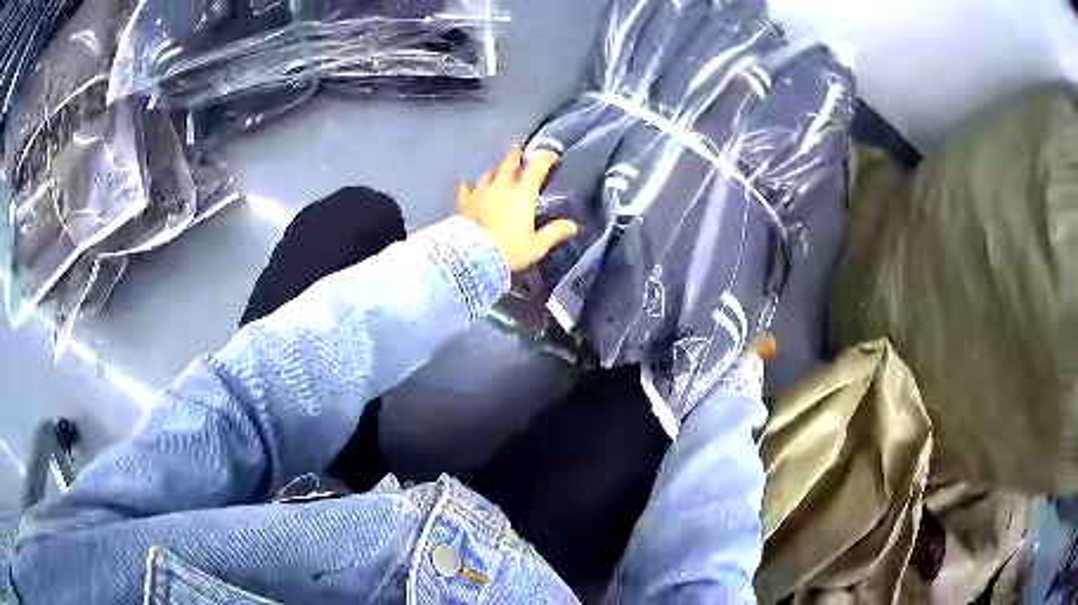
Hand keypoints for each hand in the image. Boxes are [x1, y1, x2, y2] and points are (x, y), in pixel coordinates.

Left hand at [458, 145, 578, 271]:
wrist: (472, 259)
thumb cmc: (509, 251)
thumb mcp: (536, 246)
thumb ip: (554, 233)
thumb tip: (572, 225)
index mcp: (522, 194)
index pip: (536, 168)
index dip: (545, 159)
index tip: (551, 156)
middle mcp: (501, 187)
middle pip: (509, 163)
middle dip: (515, 155)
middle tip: (518, 148)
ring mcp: (480, 192)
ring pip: (488, 173)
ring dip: (495, 169)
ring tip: (497, 169)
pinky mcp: (463, 202)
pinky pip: (465, 188)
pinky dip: (468, 185)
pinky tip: (466, 185)